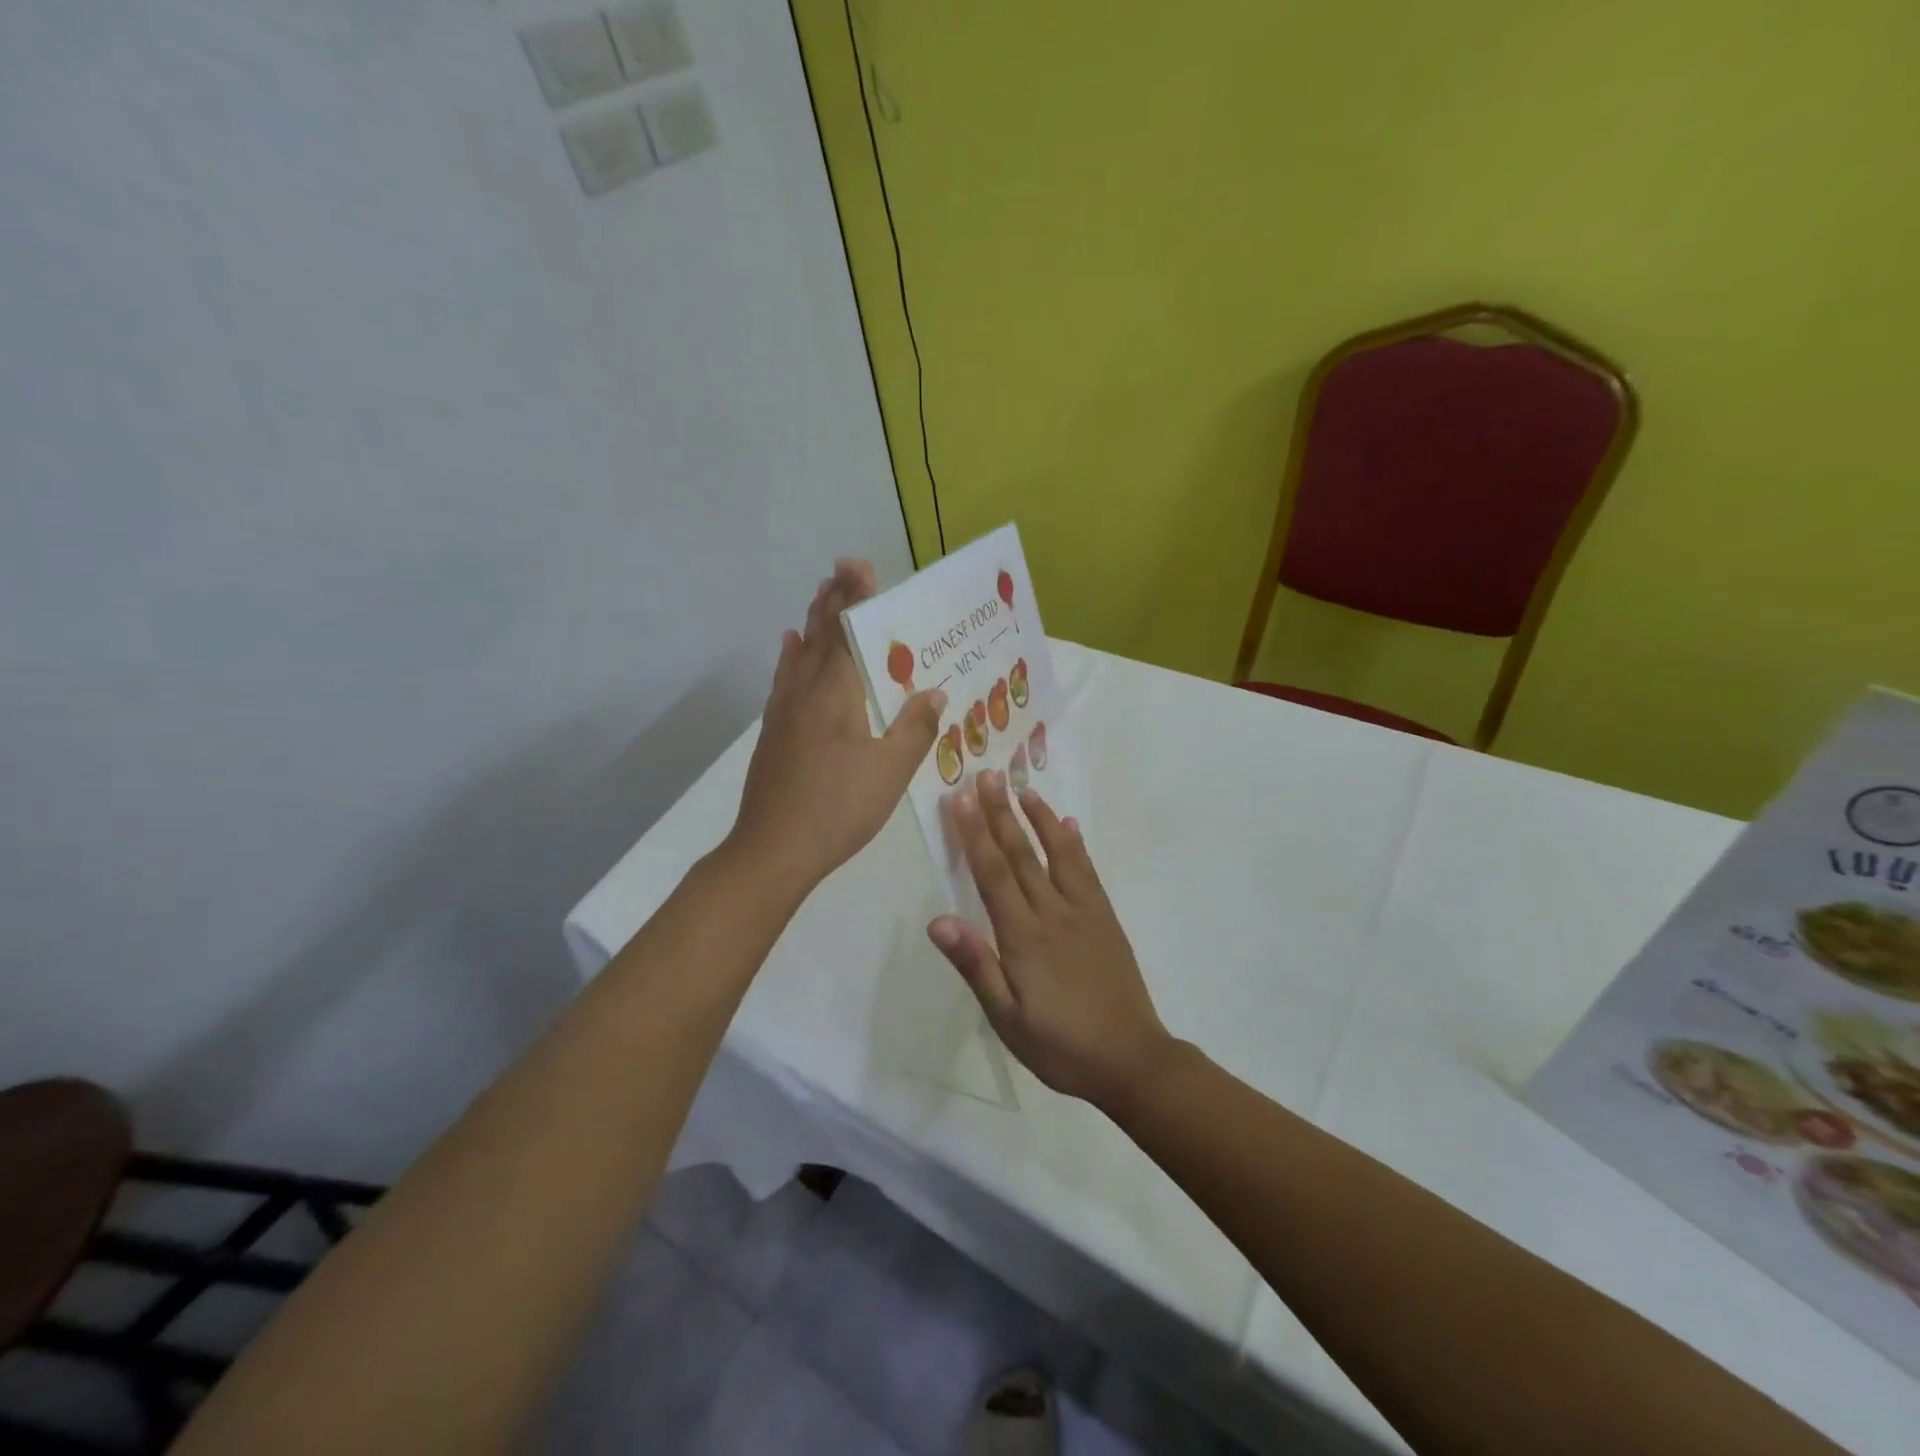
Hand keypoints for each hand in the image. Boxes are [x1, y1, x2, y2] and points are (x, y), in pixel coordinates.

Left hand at [729, 559, 945, 896]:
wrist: (773, 850)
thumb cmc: (838, 809)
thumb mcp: (890, 773)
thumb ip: (914, 728)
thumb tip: (936, 692)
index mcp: (835, 695)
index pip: (845, 633)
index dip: (854, 598)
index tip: (863, 566)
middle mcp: (804, 693)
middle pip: (818, 635)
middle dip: (833, 598)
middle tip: (845, 567)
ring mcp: (783, 712)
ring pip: (799, 653)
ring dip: (813, 620)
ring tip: (822, 594)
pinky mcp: (773, 732)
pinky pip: (784, 679)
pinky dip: (790, 655)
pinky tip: (790, 645)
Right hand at [927, 771, 1172, 1107]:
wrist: (1131, 1060)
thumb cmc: (1060, 1046)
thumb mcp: (1007, 1018)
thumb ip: (975, 966)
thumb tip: (937, 920)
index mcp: (1024, 936)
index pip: (993, 874)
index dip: (975, 834)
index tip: (961, 798)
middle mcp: (1053, 913)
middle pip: (1022, 854)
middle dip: (1001, 813)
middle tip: (987, 775)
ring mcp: (1084, 912)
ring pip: (1058, 853)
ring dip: (1039, 818)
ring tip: (1024, 788)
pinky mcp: (1106, 918)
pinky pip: (1088, 871)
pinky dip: (1075, 844)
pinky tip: (1069, 826)